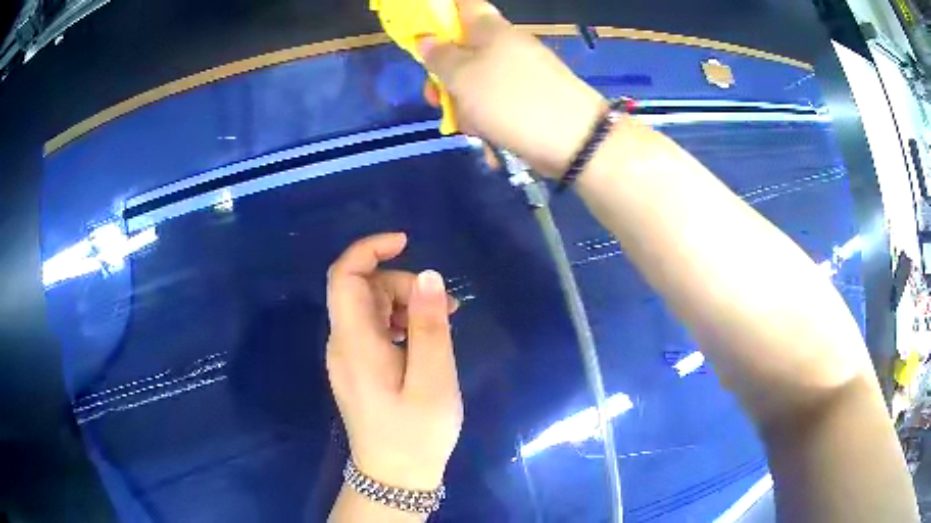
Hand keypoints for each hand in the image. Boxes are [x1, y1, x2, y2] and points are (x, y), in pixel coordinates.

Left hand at [326, 233, 461, 490]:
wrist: (394, 476)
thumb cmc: (416, 433)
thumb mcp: (433, 379)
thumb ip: (429, 326)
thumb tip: (428, 275)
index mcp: (355, 343)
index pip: (345, 277)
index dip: (369, 250)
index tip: (405, 242)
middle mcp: (343, 344)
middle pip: (362, 290)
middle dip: (403, 284)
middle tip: (445, 307)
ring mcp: (348, 357)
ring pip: (370, 308)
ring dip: (404, 304)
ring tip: (443, 321)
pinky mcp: (358, 369)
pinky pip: (373, 329)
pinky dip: (399, 322)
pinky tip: (425, 340)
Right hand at [418, 0, 607, 177]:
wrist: (574, 140)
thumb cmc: (510, 99)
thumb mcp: (462, 76)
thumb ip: (439, 57)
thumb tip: (425, 40)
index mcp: (490, 28)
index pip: (462, 5)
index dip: (439, 15)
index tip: (421, 35)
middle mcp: (506, 45)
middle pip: (464, 48)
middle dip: (444, 73)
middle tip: (435, 96)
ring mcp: (521, 72)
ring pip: (477, 80)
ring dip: (463, 102)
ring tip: (467, 125)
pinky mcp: (530, 98)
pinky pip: (496, 101)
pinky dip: (486, 116)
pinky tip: (486, 135)